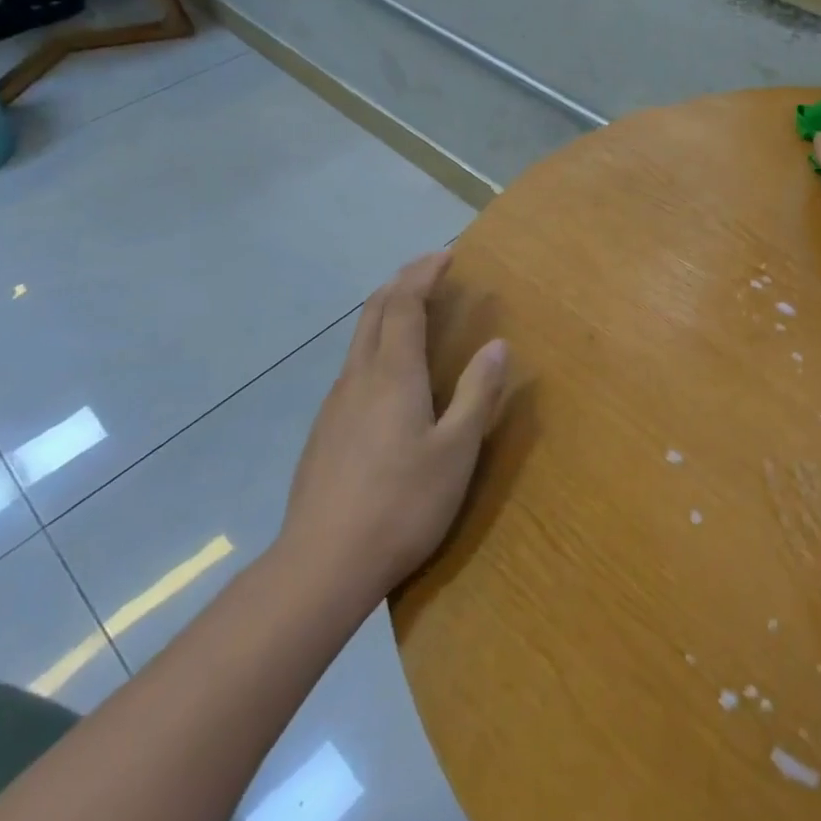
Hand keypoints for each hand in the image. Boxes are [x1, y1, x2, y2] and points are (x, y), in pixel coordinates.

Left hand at [279, 252, 508, 608]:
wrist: (323, 564)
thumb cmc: (402, 504)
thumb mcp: (456, 450)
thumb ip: (478, 393)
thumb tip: (497, 344)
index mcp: (392, 373)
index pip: (404, 303)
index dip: (423, 273)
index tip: (446, 256)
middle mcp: (358, 377)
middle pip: (374, 311)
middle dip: (402, 281)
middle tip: (430, 270)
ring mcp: (335, 404)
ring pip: (359, 338)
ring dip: (386, 311)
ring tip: (414, 311)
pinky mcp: (324, 430)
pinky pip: (353, 367)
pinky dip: (376, 344)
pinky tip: (389, 373)